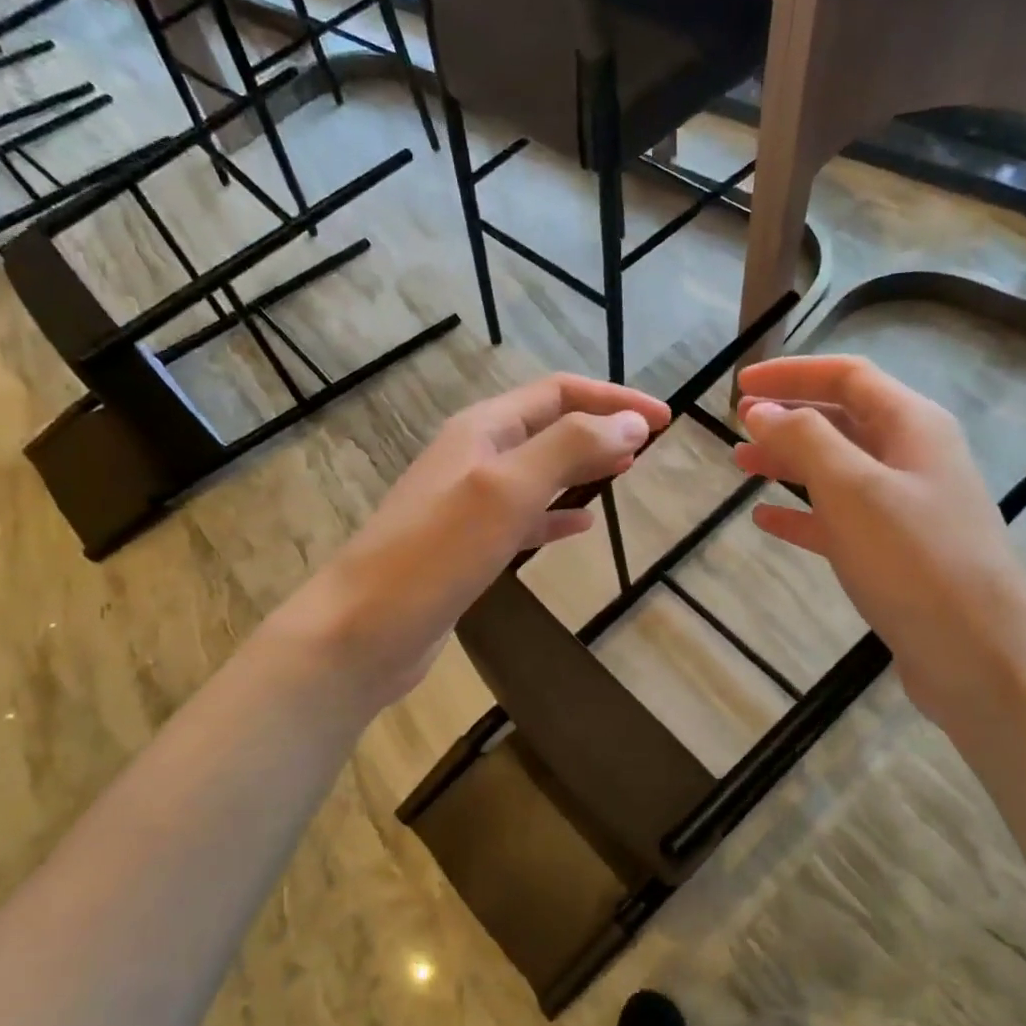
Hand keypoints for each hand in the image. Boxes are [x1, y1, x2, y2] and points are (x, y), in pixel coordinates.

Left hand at [279, 374, 670, 707]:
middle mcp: (475, 456)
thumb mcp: (506, 490)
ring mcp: (469, 504)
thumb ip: (569, 448)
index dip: (613, 400)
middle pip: (550, 427)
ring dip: (582, 467)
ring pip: (539, 472)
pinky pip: (524, 518)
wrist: (362, 632)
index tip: (664, 420)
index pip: (559, 394)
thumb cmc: (434, 553)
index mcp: (483, 429)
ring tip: (624, 473)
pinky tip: (581, 527)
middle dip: (601, 428)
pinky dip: (557, 515)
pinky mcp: (468, 547)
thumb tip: (632, 423)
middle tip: (651, 444)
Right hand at [733, 355, 1025, 733]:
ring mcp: (906, 507)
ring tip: (741, 465)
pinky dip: (802, 514)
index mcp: (913, 426)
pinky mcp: (895, 553)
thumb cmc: (915, 561)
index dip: (792, 373)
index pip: (848, 377)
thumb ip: (804, 440)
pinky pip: (839, 519)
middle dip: (788, 418)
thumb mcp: (853, 489)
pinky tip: (766, 519)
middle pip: (843, 420)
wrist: (981, 658)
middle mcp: (913, 457)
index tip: (740, 384)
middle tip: (737, 426)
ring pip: (838, 470)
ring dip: (789, 463)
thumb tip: (760, 409)